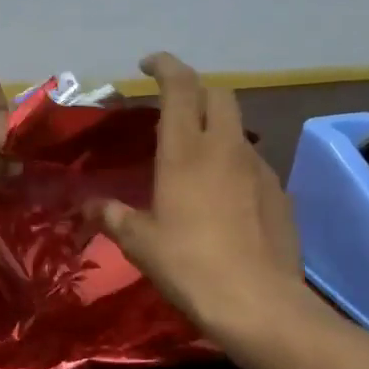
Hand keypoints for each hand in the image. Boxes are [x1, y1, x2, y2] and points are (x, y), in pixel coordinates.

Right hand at [96, 53, 324, 346]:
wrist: (258, 303)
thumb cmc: (188, 265)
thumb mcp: (139, 242)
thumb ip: (112, 216)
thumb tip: (89, 206)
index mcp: (185, 151)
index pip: (180, 86)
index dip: (165, 66)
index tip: (148, 64)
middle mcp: (225, 148)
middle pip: (218, 94)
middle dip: (195, 90)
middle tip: (171, 108)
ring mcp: (258, 169)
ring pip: (237, 128)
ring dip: (215, 127)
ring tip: (194, 156)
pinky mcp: (279, 193)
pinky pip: (252, 163)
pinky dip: (233, 162)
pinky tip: (222, 195)